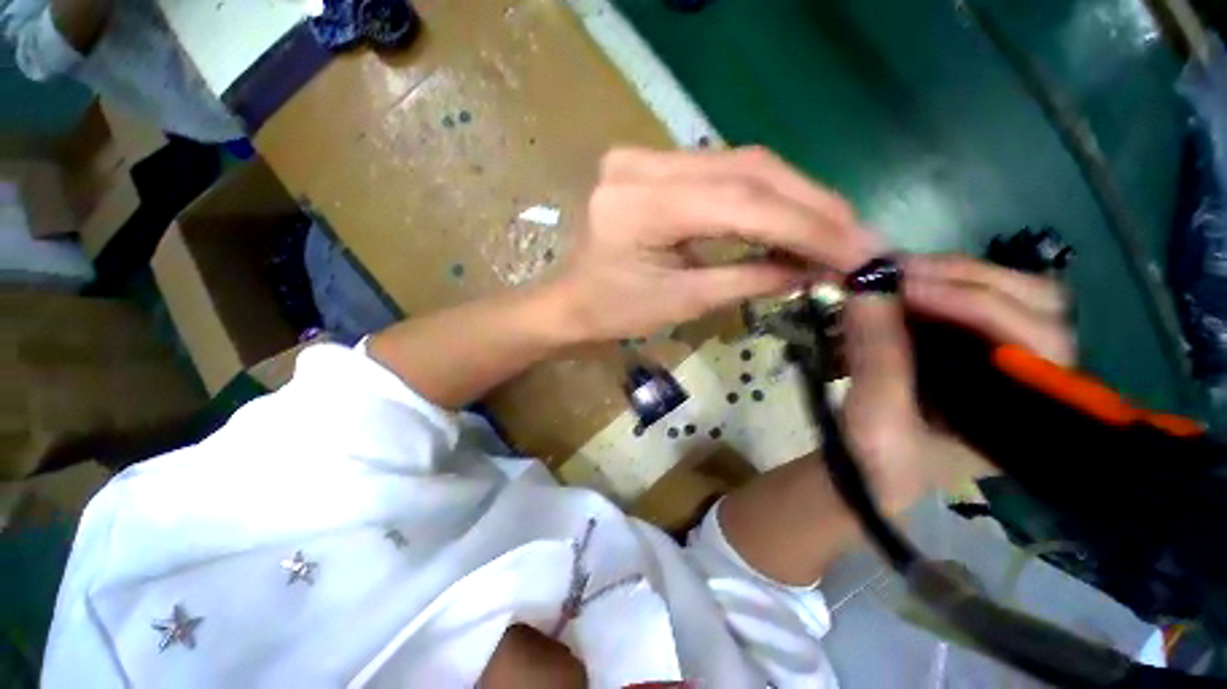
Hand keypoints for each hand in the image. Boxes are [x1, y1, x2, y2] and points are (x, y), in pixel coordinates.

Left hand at [545, 147, 880, 341]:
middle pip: (748, 170)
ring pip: (741, 164)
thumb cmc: (613, 313)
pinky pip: (720, 172)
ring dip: (794, 197)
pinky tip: (792, 215)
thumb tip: (812, 271)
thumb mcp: (681, 302)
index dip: (807, 226)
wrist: (569, 303)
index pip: (742, 203)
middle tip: (858, 236)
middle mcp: (642, 163)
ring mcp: (644, 157)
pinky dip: (762, 195)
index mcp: (641, 203)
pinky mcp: (651, 165)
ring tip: (836, 228)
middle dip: (811, 205)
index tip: (859, 250)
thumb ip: (748, 280)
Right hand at [840, 255, 1073, 512]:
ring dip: (947, 275)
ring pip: (1006, 291)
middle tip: (894, 272)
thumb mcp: (876, 422)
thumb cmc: (881, 466)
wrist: (873, 476)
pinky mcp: (974, 346)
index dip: (971, 303)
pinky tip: (896, 286)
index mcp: (1031, 413)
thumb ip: (878, 358)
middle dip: (962, 277)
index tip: (900, 287)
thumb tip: (866, 287)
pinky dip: (934, 284)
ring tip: (890, 274)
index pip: (1036, 340)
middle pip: (1035, 301)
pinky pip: (971, 299)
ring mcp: (1007, 356)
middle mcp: (1035, 377)